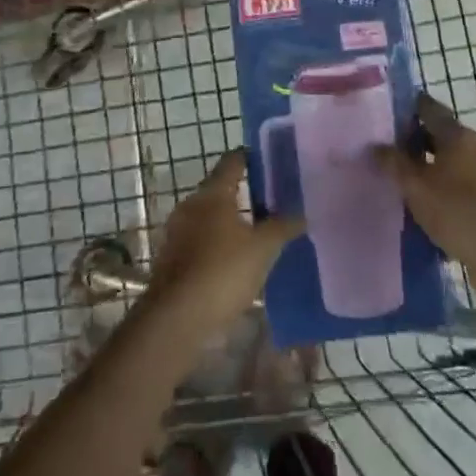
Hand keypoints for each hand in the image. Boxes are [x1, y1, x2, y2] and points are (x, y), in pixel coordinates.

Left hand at [146, 150, 303, 334]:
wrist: (177, 318)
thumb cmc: (223, 272)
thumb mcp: (262, 249)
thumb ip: (283, 227)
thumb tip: (303, 213)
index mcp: (212, 193)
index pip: (232, 162)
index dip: (251, 158)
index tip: (271, 160)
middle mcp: (191, 204)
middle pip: (219, 188)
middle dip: (243, 192)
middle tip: (272, 199)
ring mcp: (177, 231)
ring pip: (209, 215)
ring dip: (230, 220)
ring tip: (258, 230)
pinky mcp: (172, 257)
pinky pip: (200, 239)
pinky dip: (217, 242)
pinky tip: (235, 258)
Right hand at [372, 93, 475, 321]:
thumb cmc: (458, 212)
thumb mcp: (416, 188)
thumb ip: (393, 163)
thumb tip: (375, 145)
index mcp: (458, 135)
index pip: (429, 108)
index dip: (406, 107)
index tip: (382, 113)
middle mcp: (475, 147)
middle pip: (438, 134)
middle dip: (411, 140)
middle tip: (382, 148)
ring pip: (448, 161)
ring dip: (425, 166)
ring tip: (397, 178)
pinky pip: (458, 184)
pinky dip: (439, 187)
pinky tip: (421, 203)